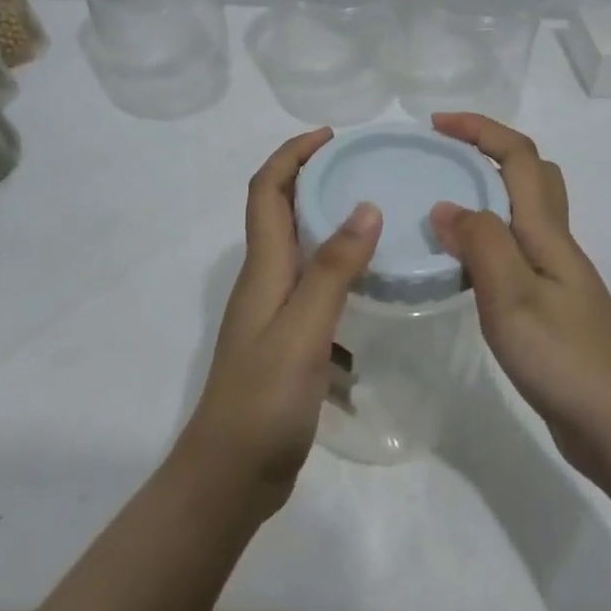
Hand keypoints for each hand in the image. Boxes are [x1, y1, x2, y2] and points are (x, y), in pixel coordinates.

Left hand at [182, 128, 381, 517]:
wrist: (232, 474)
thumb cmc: (264, 398)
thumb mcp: (304, 329)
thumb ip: (334, 269)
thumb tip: (364, 206)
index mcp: (263, 268)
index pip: (267, 190)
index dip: (292, 154)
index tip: (332, 136)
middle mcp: (264, 281)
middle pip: (281, 212)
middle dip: (313, 179)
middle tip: (364, 169)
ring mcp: (273, 314)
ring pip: (300, 251)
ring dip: (330, 225)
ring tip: (378, 220)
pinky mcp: (287, 342)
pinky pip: (315, 291)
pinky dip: (340, 276)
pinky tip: (373, 290)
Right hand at [428, 113, 610, 480]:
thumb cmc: (565, 358)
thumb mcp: (512, 296)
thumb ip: (480, 244)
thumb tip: (446, 206)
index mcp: (547, 234)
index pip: (518, 158)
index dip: (480, 130)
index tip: (435, 125)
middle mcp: (556, 246)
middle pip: (533, 176)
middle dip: (489, 153)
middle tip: (444, 162)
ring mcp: (557, 279)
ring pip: (525, 216)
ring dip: (488, 197)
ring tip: (442, 212)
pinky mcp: (552, 309)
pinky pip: (517, 254)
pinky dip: (489, 242)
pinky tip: (464, 269)